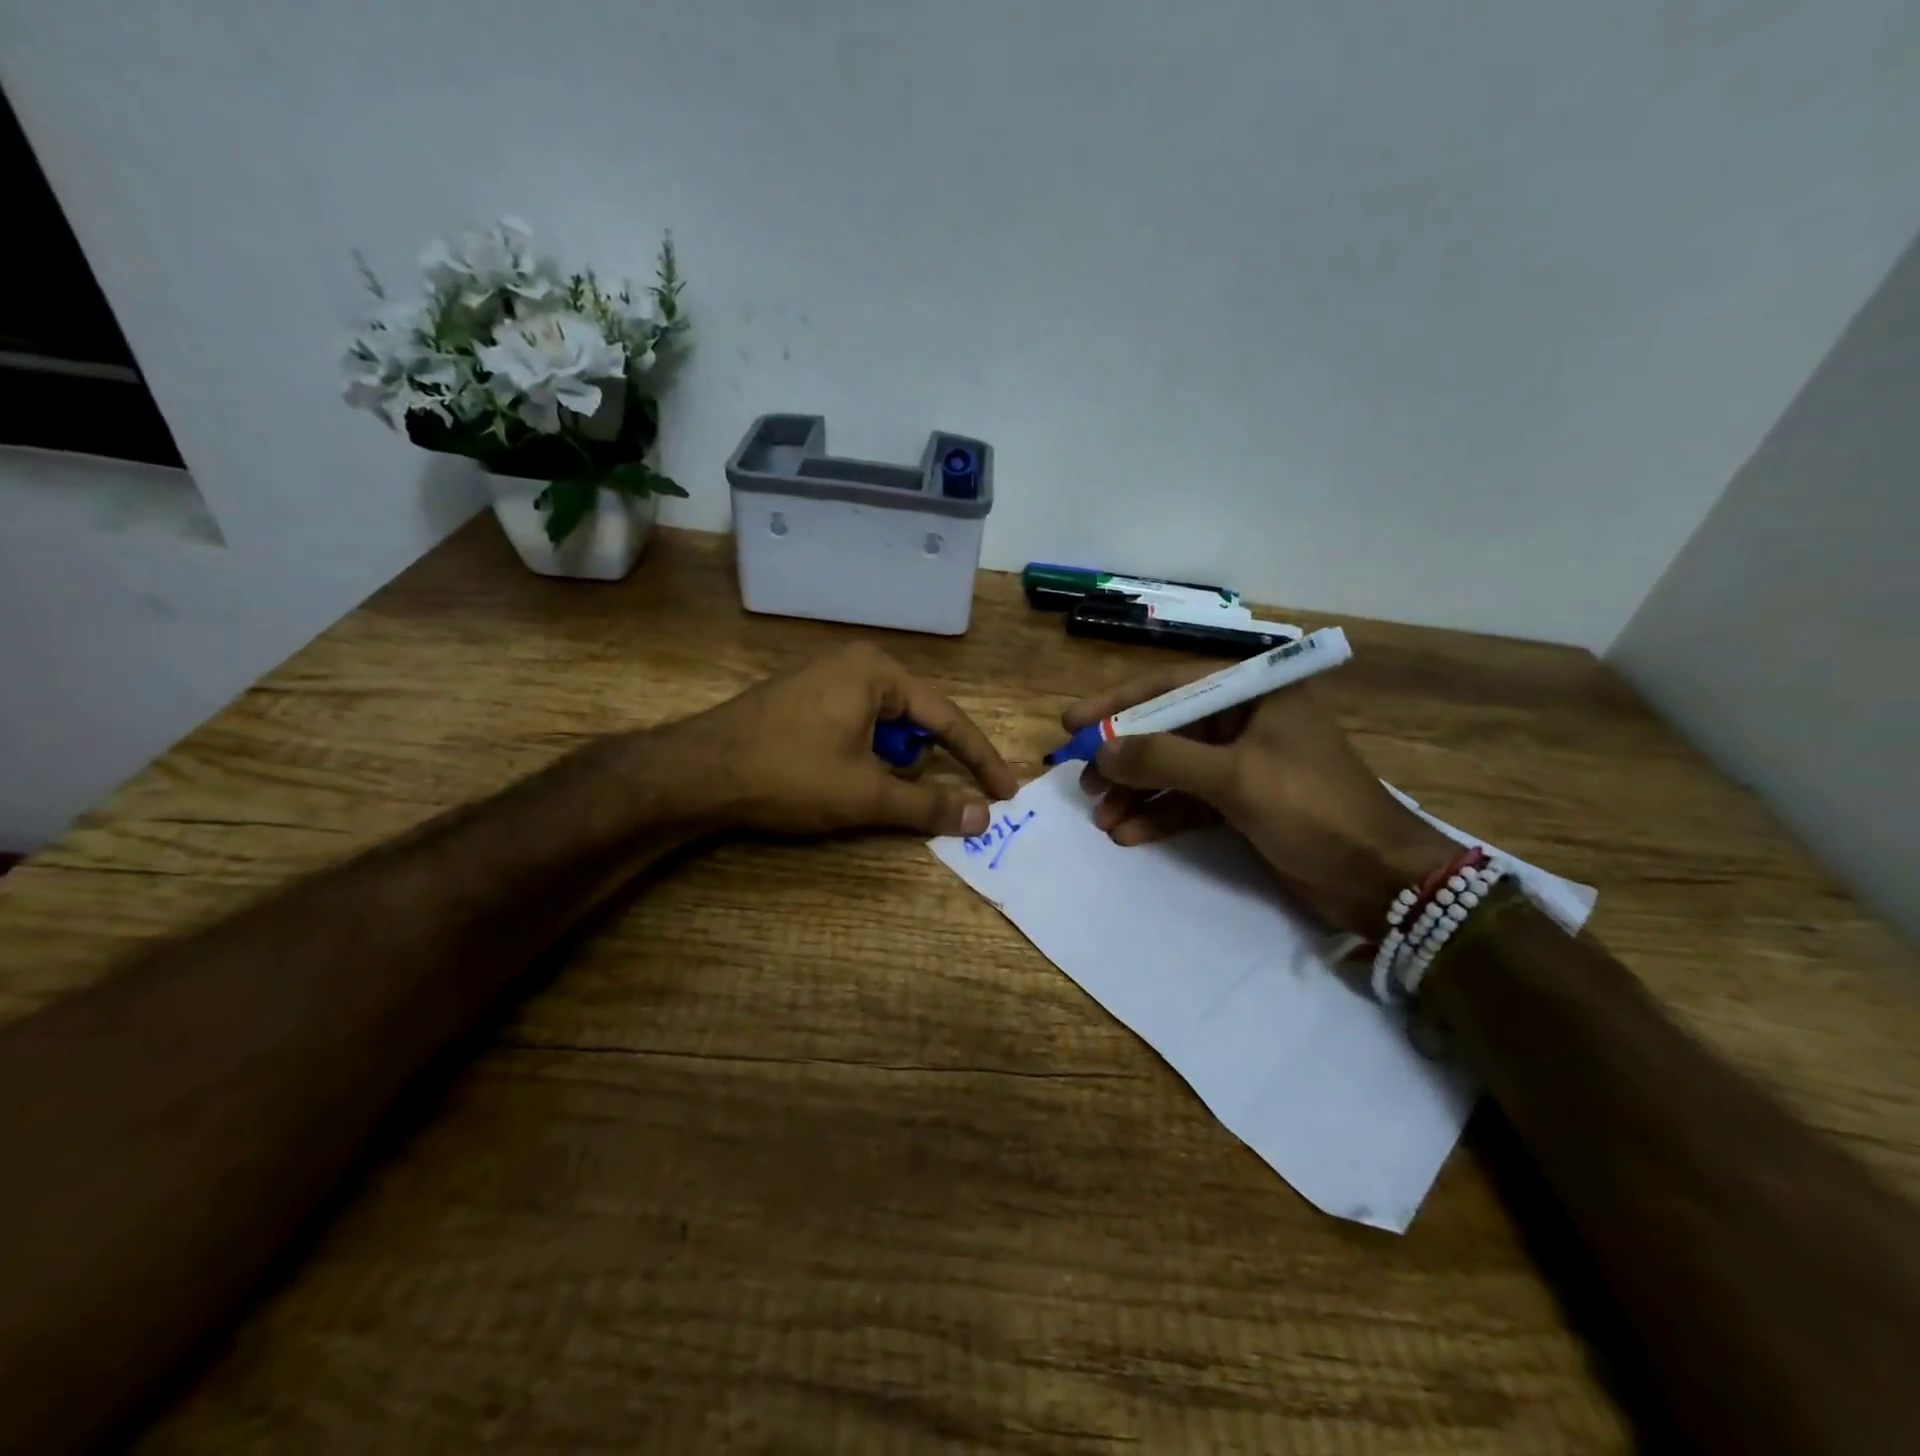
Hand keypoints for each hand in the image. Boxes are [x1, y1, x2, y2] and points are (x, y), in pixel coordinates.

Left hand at [651, 642, 1018, 837]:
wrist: (696, 772)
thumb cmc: (789, 774)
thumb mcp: (865, 794)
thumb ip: (928, 804)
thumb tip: (983, 818)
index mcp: (877, 671)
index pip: (946, 718)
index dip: (978, 759)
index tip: (1006, 792)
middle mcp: (855, 662)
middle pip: (915, 719)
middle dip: (921, 762)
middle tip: (913, 799)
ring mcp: (825, 676)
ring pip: (883, 725)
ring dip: (888, 762)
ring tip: (862, 790)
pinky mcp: (802, 696)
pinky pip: (855, 723)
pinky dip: (863, 753)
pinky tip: (838, 777)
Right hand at [1063, 668, 1454, 934]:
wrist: (1380, 881)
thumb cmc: (1314, 810)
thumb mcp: (1236, 778)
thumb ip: (1164, 758)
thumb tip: (1100, 749)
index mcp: (1254, 694)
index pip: (1171, 685)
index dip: (1117, 704)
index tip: (1072, 724)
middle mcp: (1245, 721)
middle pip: (1167, 730)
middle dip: (1124, 758)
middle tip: (1083, 781)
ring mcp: (1243, 763)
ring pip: (1173, 769)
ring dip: (1136, 793)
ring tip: (1102, 819)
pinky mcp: (1243, 802)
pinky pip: (1188, 801)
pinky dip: (1159, 815)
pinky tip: (1129, 834)